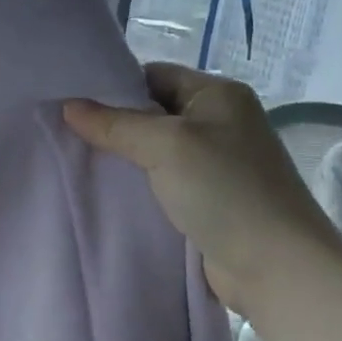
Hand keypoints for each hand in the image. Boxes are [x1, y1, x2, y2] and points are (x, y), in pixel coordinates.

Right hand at [63, 63, 327, 301]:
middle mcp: (220, 122)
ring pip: (156, 151)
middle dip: (113, 124)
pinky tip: (108, 193)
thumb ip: (115, 125)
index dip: (114, 87)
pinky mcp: (209, 199)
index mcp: (218, 94)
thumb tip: (68, 107)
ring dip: (124, 158)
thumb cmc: (224, 189)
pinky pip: (164, 181)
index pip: (155, 75)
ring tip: (78, 163)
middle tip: (67, 135)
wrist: (275, 265)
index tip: (72, 104)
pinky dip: (139, 185)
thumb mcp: (166, 145)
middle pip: (153, 113)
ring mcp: (216, 163)